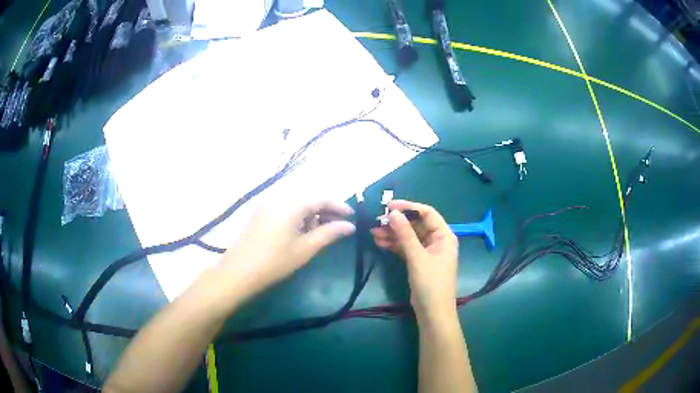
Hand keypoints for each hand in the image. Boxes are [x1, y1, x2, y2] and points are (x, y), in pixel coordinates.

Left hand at [218, 199, 355, 302]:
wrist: (238, 272)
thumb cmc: (275, 262)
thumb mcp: (305, 248)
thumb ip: (329, 233)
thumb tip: (349, 226)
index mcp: (291, 204)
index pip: (321, 198)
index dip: (339, 206)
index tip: (352, 217)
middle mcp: (279, 198)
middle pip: (308, 198)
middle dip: (326, 210)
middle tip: (339, 226)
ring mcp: (267, 205)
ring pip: (296, 203)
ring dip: (312, 213)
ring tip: (323, 230)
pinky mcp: (260, 213)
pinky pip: (285, 208)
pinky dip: (298, 216)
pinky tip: (302, 231)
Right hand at [371, 200, 458, 321]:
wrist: (432, 312)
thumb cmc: (430, 283)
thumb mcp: (417, 257)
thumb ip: (405, 234)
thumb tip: (393, 213)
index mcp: (444, 236)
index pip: (427, 213)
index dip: (408, 207)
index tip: (389, 206)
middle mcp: (437, 240)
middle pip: (416, 224)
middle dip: (397, 222)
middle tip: (377, 221)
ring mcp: (427, 251)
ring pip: (409, 236)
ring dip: (393, 234)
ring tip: (373, 232)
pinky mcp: (419, 261)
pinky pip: (406, 247)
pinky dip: (394, 245)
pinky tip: (379, 242)